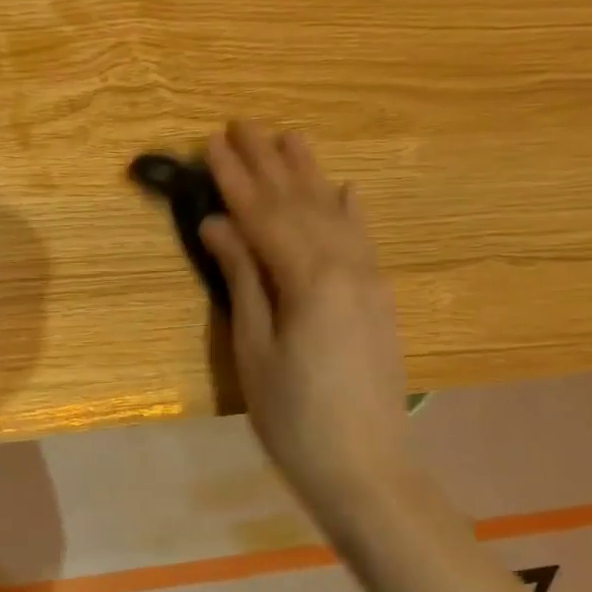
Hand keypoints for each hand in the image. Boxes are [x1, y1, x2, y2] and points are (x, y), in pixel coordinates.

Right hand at [199, 122, 410, 510]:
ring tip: (289, 136)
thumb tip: (218, 225)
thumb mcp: (254, 349)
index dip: (236, 179)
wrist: (366, 469)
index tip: (212, 144)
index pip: (264, 215)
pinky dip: (350, 209)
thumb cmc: (293, 417)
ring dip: (308, 173)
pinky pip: (364, 239)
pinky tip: (344, 188)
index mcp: (309, 279)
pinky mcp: (379, 298)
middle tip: (242, 123)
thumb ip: (243, 279)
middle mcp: (346, 267)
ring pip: (334, 212)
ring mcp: (369, 280)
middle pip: (300, 203)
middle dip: (269, 162)